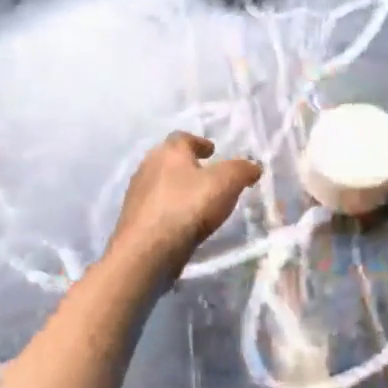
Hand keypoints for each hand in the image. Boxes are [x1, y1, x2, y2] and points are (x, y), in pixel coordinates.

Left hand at [108, 132, 262, 281]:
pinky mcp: (134, 220)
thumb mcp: (226, 183)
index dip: (199, 142)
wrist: (148, 250)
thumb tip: (253, 167)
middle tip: (207, 175)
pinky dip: (170, 209)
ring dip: (178, 188)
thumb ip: (242, 170)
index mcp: (168, 152)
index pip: (183, 137)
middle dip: (188, 165)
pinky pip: (156, 208)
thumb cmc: (188, 207)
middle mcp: (148, 167)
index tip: (212, 150)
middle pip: (169, 160)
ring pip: (161, 184)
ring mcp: (137, 194)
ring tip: (197, 201)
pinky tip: (183, 222)